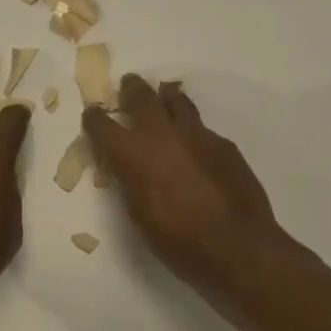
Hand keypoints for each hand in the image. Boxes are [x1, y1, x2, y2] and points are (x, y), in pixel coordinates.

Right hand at [83, 76, 289, 295]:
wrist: (237, 246)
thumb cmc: (178, 241)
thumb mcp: (139, 213)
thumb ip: (131, 181)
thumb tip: (129, 167)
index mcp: (132, 153)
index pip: (103, 125)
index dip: (94, 118)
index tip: (92, 114)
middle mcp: (161, 134)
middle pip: (141, 97)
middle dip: (131, 89)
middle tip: (129, 84)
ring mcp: (196, 134)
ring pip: (177, 101)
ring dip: (166, 97)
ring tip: (163, 96)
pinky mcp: (223, 143)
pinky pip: (202, 127)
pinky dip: (192, 129)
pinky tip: (195, 143)